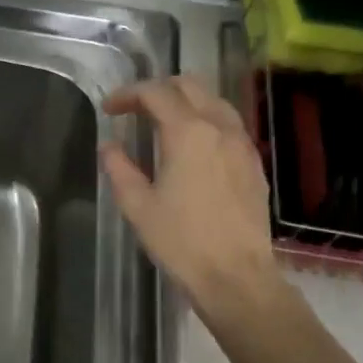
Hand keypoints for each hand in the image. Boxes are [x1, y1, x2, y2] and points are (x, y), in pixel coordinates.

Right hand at [100, 74, 277, 310]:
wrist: (236, 277)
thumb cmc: (181, 242)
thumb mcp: (137, 206)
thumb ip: (119, 168)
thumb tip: (109, 146)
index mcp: (188, 133)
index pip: (155, 93)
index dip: (127, 94)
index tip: (109, 109)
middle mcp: (220, 128)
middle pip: (190, 85)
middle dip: (158, 89)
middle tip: (135, 109)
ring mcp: (242, 144)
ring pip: (214, 101)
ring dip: (186, 101)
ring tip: (163, 122)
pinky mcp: (254, 164)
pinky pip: (229, 124)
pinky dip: (206, 120)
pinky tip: (193, 146)